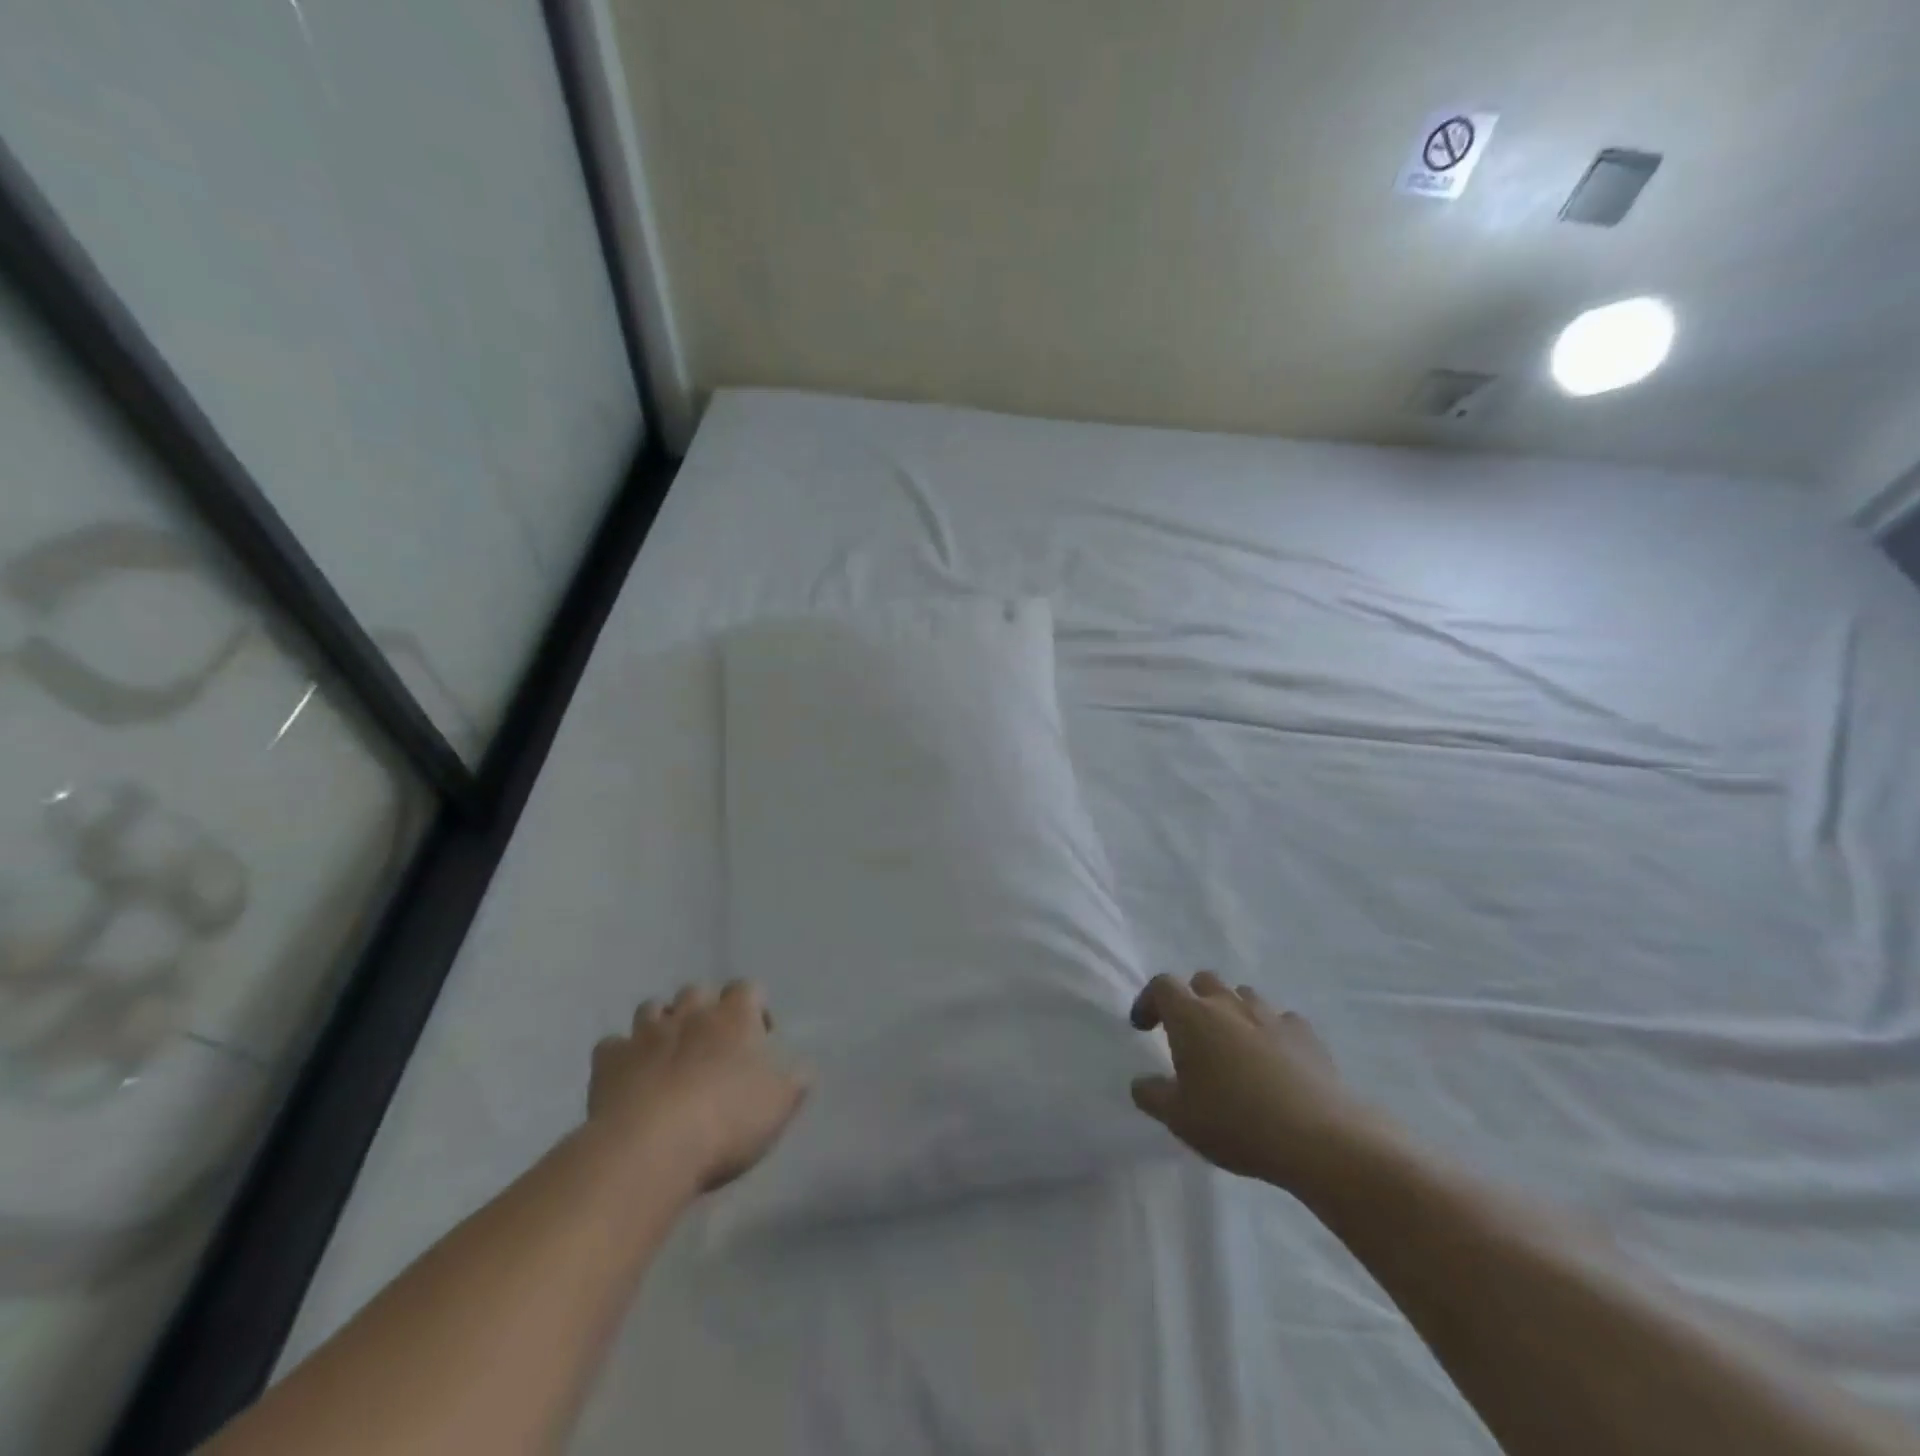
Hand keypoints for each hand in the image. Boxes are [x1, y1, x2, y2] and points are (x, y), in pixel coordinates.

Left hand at [589, 981, 808, 1194]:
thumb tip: (802, 1067)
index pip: (748, 988)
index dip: (755, 1007)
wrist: (652, 1147)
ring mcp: (645, 1034)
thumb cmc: (727, 1120)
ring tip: (667, 1053)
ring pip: (652, 1008)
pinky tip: (627, 1076)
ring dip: (661, 1024)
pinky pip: (612, 1046)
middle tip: (710, 1043)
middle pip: (697, 991)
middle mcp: (691, 1013)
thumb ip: (796, 1080)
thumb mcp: (780, 1104)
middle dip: (704, 1009)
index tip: (759, 1036)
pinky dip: (620, 1055)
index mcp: (735, 1016)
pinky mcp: (609, 1061)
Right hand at [1129, 971, 1375, 1192]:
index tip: (1144, 1027)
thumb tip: (1141, 1083)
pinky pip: (1280, 1019)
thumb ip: (1152, 1095)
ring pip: (1242, 995)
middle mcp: (1228, 1004)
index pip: (1162, 985)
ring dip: (1231, 1011)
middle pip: (1203, 981)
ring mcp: (1270, 1015)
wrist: (1319, 1138)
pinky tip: (1274, 1059)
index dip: (1149, 1001)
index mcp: (1191, 1017)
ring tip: (1232, 1046)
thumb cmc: (1236, 1123)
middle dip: (1191, 1000)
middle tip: (1189, 1035)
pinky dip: (1270, 1031)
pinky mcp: (1305, 1033)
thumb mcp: (1179, 1118)